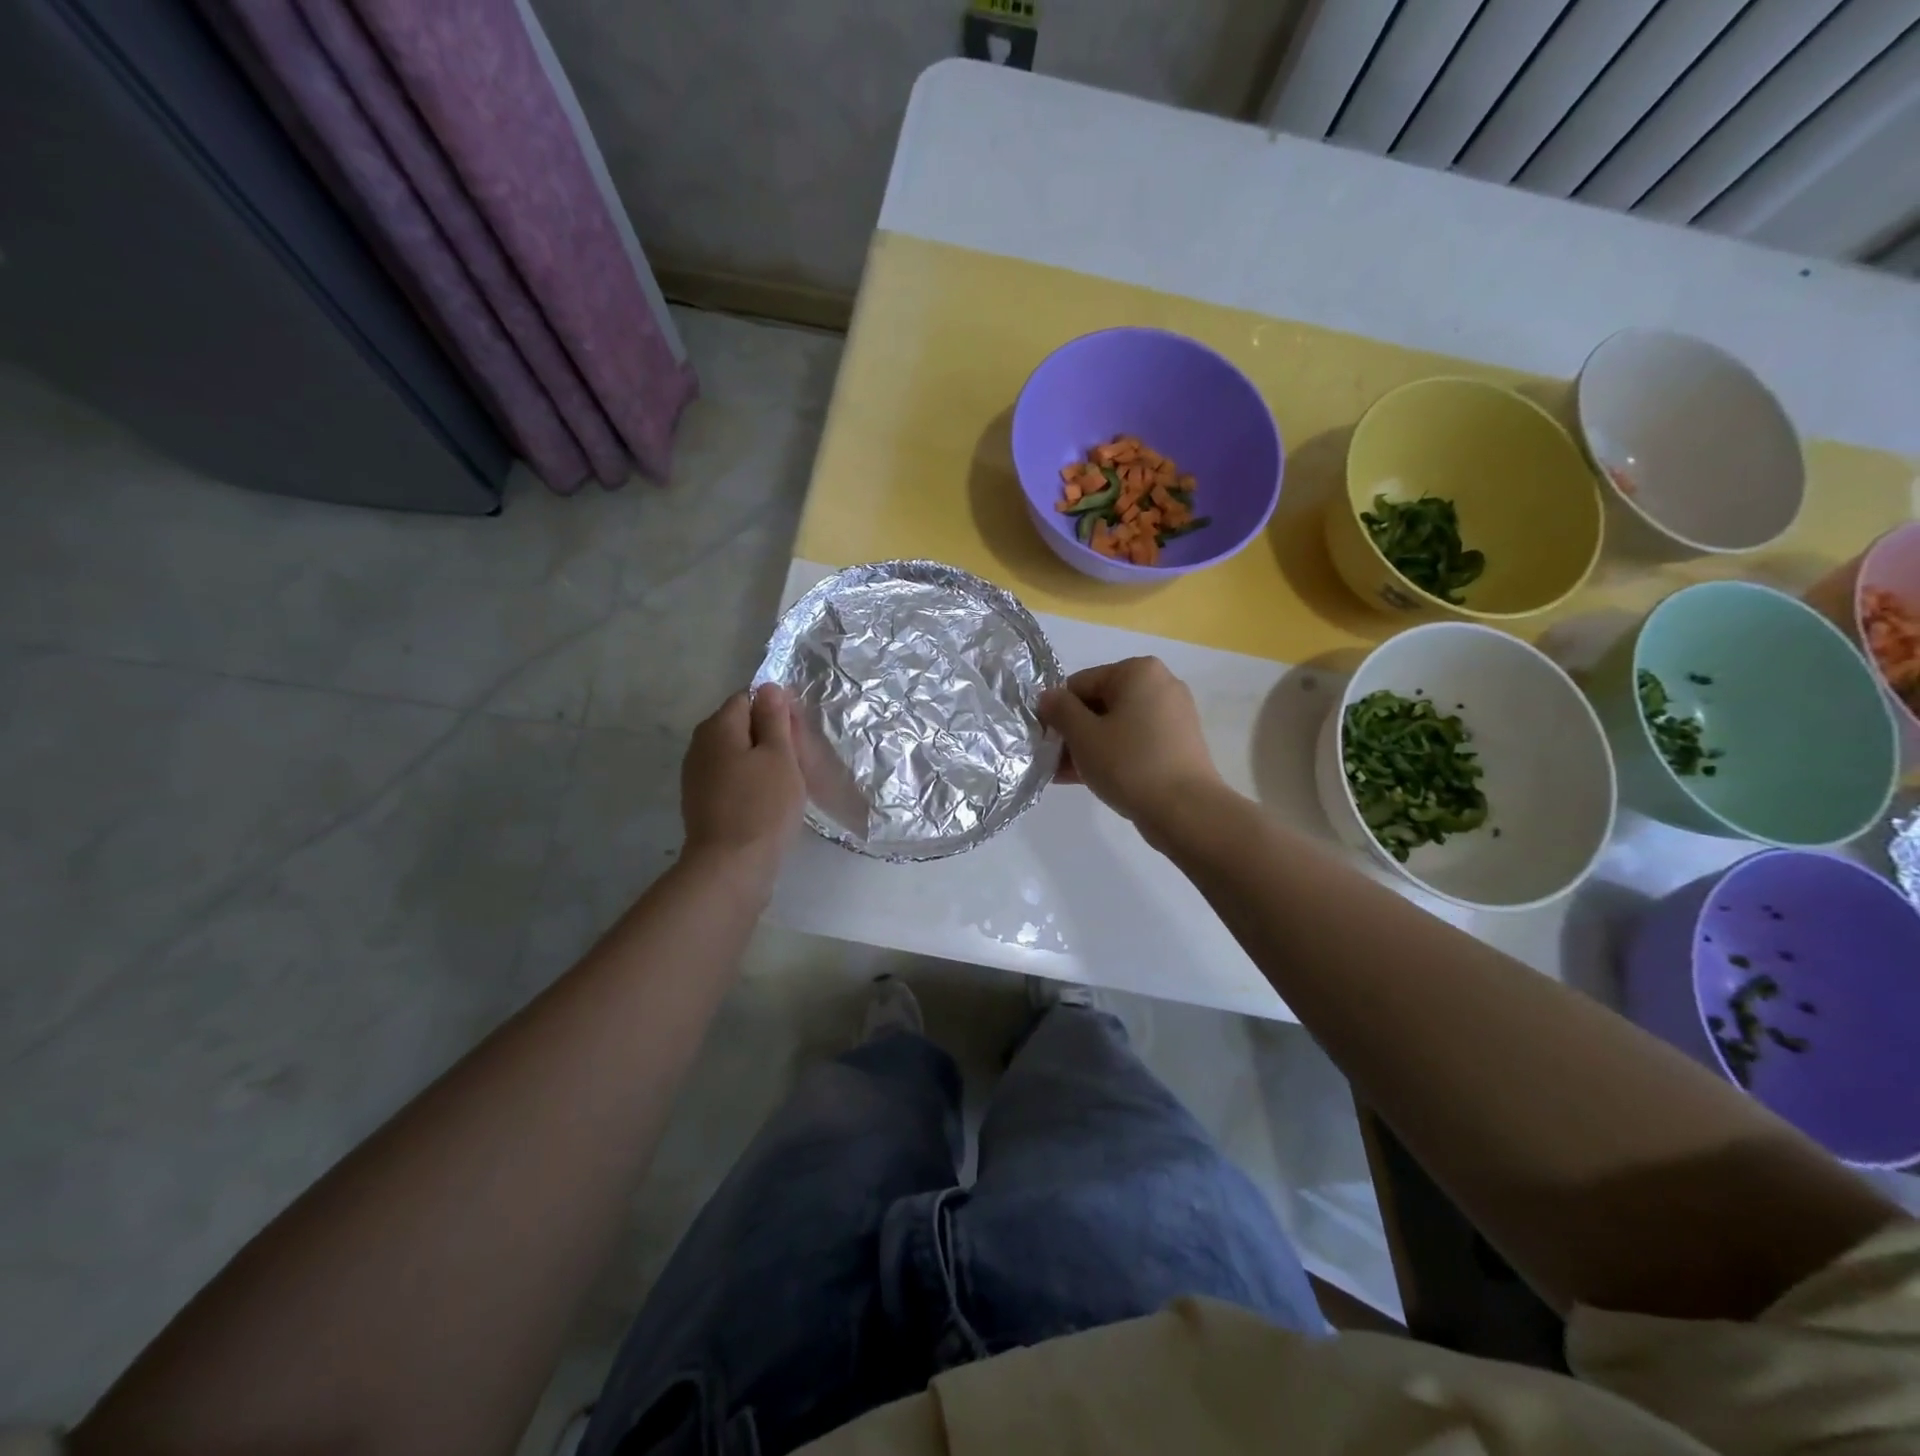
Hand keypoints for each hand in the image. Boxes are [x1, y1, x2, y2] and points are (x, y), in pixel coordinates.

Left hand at [680, 684, 807, 875]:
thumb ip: (774, 719)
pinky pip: (730, 778)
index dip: (776, 710)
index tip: (798, 735)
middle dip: (769, 737)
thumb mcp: (779, 756)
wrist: (730, 866)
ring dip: (760, 761)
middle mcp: (700, 745)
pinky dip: (749, 782)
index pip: (748, 698)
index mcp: (718, 727)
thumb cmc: (763, 806)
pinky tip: (767, 801)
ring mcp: (697, 775)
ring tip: (787, 783)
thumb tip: (769, 687)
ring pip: (735, 754)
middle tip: (798, 761)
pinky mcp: (701, 801)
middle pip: (740, 725)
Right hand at [1038, 657, 1223, 831]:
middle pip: (1100, 703)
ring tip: (1063, 774)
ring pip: (1116, 726)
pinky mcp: (1178, 744)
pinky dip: (1112, 755)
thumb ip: (1059, 710)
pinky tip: (1087, 779)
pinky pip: (1135, 742)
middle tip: (1051, 760)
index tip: (1044, 739)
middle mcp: (1161, 685)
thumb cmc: (1129, 764)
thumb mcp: (1083, 735)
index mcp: (1138, 671)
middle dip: (1073, 732)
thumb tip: (1048, 697)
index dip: (1057, 710)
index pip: (1080, 683)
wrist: (1185, 811)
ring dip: (1088, 747)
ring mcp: (1173, 716)